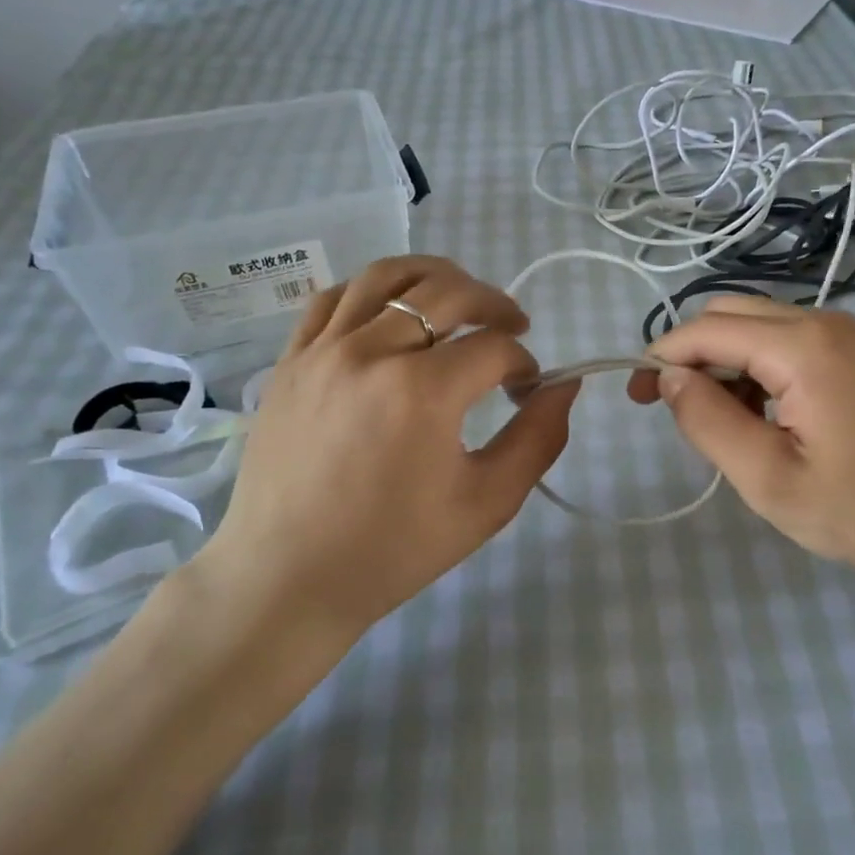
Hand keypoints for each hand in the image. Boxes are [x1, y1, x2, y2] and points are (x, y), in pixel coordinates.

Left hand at [183, 256, 576, 655]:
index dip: (525, 362)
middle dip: (494, 304)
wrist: (289, 578)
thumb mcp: (488, 502)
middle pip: (448, 292)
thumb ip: (538, 438)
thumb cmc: (394, 549)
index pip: (494, 347)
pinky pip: (334, 298)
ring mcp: (323, 350)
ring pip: (387, 276)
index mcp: (423, 391)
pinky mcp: (291, 361)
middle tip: (513, 327)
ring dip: (436, 278)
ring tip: (459, 299)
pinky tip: (392, 312)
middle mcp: (371, 352)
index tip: (528, 389)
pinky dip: (373, 290)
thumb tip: (565, 385)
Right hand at [633, 298, 854, 596]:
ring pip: (757, 325)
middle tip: (670, 409)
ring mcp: (846, 334)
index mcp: (802, 347)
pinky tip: (762, 416)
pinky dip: (756, 368)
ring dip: (724, 362)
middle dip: (690, 354)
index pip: (707, 329)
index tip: (635, 397)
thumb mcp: (769, 478)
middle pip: (730, 313)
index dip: (662, 356)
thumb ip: (709, 421)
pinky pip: (787, 341)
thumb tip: (668, 378)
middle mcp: (824, 322)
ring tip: (721, 424)